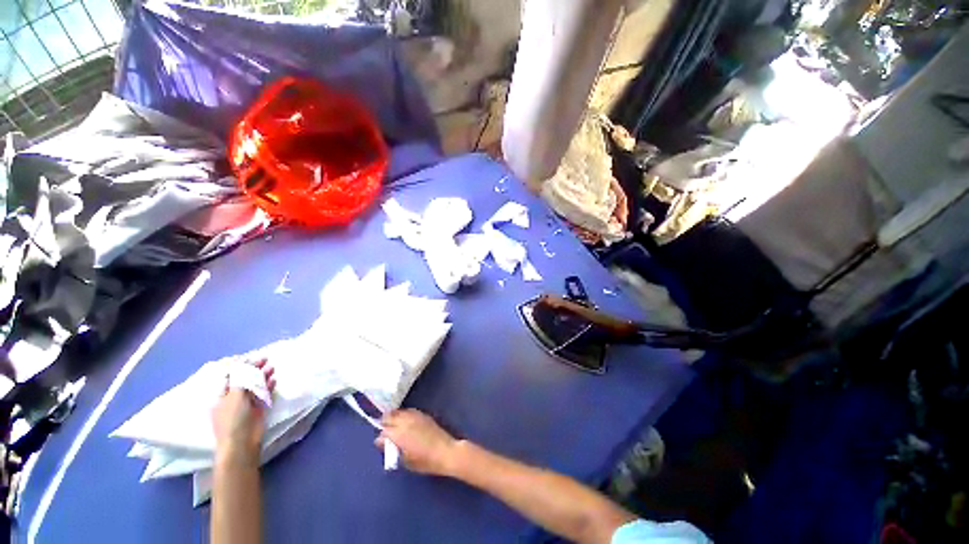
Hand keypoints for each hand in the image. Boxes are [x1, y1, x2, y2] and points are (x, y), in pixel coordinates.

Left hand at [212, 359, 275, 458]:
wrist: (242, 443)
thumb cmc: (233, 419)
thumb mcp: (234, 397)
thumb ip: (240, 380)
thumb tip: (243, 364)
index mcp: (222, 395)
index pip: (229, 376)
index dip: (239, 366)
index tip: (250, 357)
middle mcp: (233, 397)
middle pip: (244, 379)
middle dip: (253, 369)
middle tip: (265, 359)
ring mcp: (246, 403)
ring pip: (255, 385)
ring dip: (263, 376)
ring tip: (272, 367)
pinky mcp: (258, 408)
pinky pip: (264, 393)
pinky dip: (268, 386)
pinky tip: (274, 380)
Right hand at [376, 409, 458, 475]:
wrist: (445, 452)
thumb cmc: (425, 461)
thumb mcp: (405, 461)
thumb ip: (393, 450)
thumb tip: (385, 444)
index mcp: (399, 434)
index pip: (384, 432)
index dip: (381, 438)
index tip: (380, 443)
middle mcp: (406, 422)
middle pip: (390, 417)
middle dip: (385, 423)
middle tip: (383, 430)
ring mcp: (415, 416)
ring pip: (399, 412)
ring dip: (394, 416)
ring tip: (391, 423)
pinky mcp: (423, 415)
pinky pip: (409, 411)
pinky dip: (404, 414)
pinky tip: (404, 419)